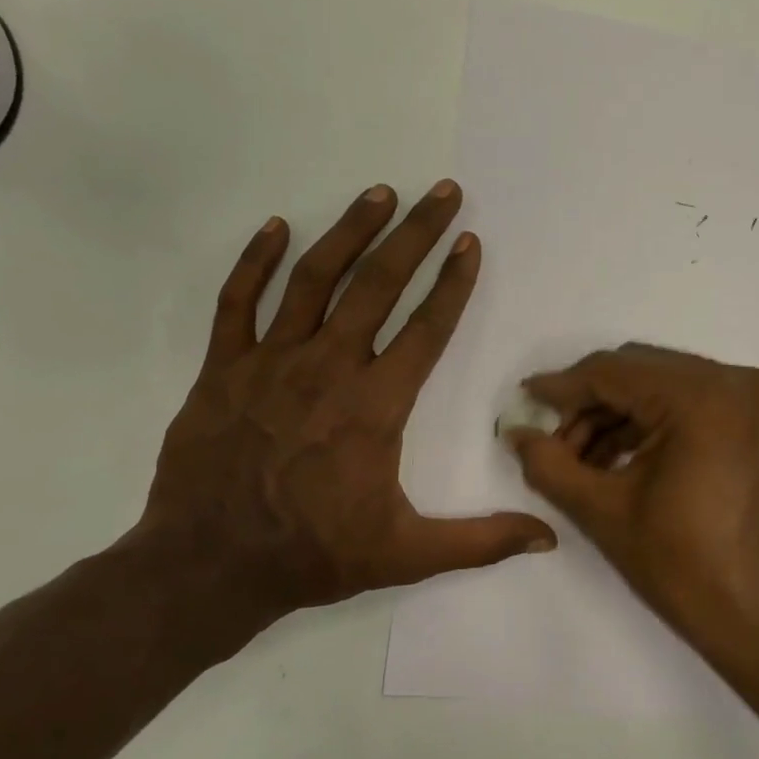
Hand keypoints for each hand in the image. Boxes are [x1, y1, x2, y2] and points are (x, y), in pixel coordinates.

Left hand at [126, 181, 554, 655]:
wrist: (210, 565)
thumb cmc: (313, 555)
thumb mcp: (407, 556)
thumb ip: (481, 541)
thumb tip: (548, 538)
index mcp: (375, 406)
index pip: (427, 329)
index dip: (453, 283)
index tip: (471, 243)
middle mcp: (328, 368)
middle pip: (379, 285)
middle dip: (416, 234)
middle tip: (442, 192)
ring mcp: (270, 362)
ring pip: (314, 279)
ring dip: (350, 231)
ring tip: (380, 193)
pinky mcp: (223, 368)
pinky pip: (238, 301)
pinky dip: (257, 261)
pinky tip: (278, 228)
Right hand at [506, 345, 758, 686]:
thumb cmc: (686, 570)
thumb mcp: (605, 513)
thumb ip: (550, 465)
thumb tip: (514, 433)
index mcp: (702, 397)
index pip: (613, 372)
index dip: (561, 387)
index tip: (523, 402)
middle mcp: (734, 383)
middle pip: (638, 372)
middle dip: (587, 405)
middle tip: (551, 444)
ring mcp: (751, 402)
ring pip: (660, 388)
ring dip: (615, 418)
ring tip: (578, 463)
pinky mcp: (754, 425)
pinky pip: (686, 407)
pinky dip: (647, 427)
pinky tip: (615, 463)